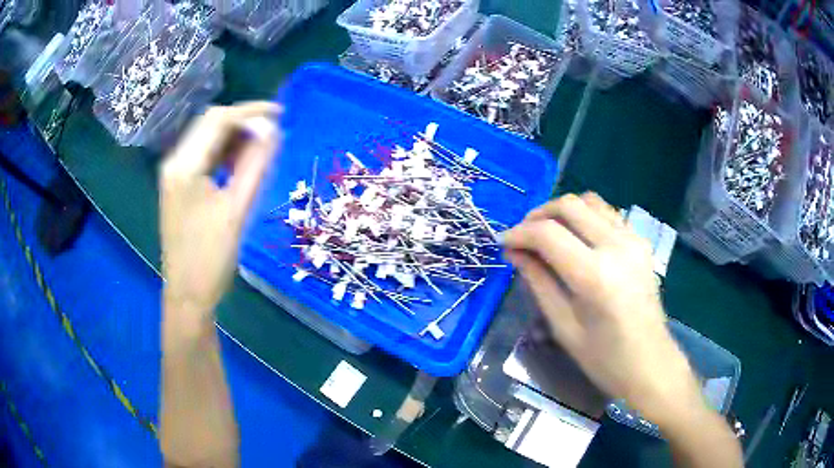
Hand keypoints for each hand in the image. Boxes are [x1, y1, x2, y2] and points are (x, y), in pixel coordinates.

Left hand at [161, 102, 281, 327]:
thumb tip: (273, 130)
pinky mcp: (179, 186)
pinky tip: (242, 163)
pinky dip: (224, 153)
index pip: (218, 120)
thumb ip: (255, 165)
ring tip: (262, 146)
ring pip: (206, 139)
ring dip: (234, 137)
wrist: (187, 295)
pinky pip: (203, 157)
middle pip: (209, 124)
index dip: (250, 112)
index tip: (280, 114)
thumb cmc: (210, 259)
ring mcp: (174, 174)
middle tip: (273, 131)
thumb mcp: (236, 210)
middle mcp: (174, 162)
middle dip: (242, 121)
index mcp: (184, 166)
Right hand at [502, 193, 701, 424]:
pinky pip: (607, 213)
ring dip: (562, 211)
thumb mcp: (563, 326)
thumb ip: (539, 282)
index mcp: (595, 275)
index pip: (548, 234)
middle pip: (569, 205)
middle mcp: (616, 247)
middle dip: (538, 215)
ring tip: (547, 233)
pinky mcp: (641, 242)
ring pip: (590, 201)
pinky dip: (585, 217)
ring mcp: (633, 240)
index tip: (504, 243)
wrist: (650, 363)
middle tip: (523, 236)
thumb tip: (514, 252)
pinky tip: (577, 239)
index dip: (519, 233)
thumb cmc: (604, 358)